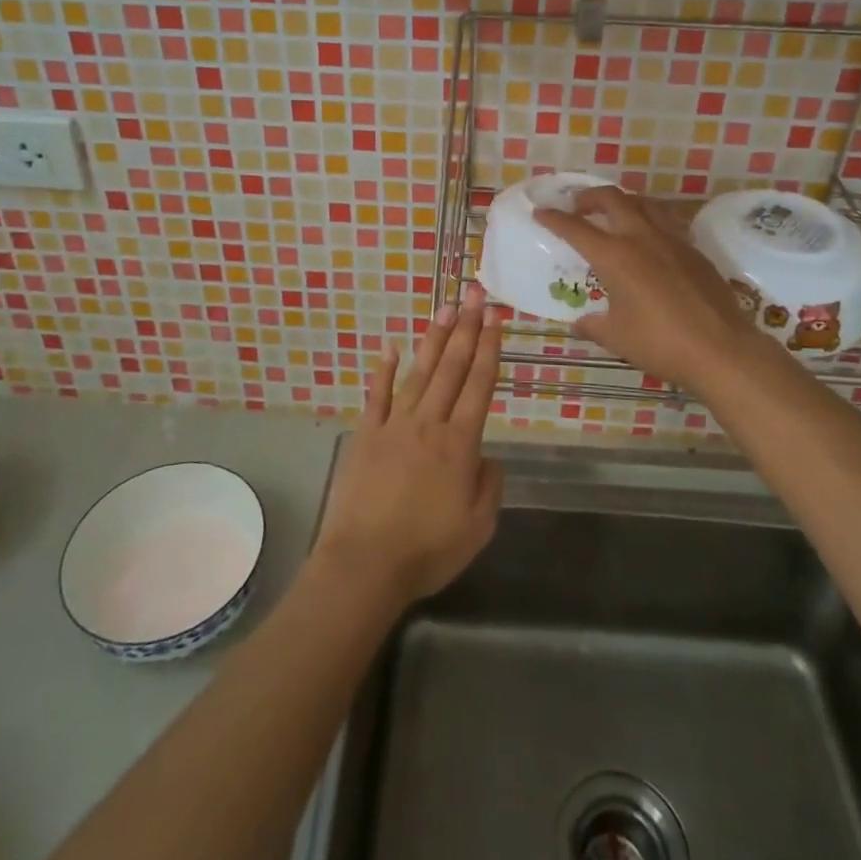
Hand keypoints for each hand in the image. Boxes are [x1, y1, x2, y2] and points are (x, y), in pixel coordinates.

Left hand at [312, 286, 503, 608]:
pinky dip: (385, 371)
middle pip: (451, 368)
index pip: (479, 384)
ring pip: (419, 373)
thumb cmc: (427, 550)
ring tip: (446, 309)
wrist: (365, 564)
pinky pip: (377, 396)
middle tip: (475, 295)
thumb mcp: (478, 527)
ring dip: (434, 339)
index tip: (495, 317)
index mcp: (460, 444)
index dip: (489, 348)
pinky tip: (392, 348)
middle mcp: (429, 423)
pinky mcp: (367, 435)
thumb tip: (486, 456)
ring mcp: (394, 425)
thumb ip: (489, 485)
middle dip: (466, 329)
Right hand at [535, 186, 773, 392]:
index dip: (554, 218)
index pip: (575, 228)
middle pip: (612, 199)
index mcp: (615, 256)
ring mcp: (672, 240)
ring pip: (643, 203)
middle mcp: (641, 238)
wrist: (722, 349)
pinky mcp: (694, 250)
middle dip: (589, 197)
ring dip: (622, 202)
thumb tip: (579, 323)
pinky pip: (666, 222)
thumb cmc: (661, 343)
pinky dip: (649, 220)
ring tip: (614, 214)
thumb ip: (593, 325)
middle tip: (578, 207)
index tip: (540, 212)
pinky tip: (649, 241)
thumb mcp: (616, 338)